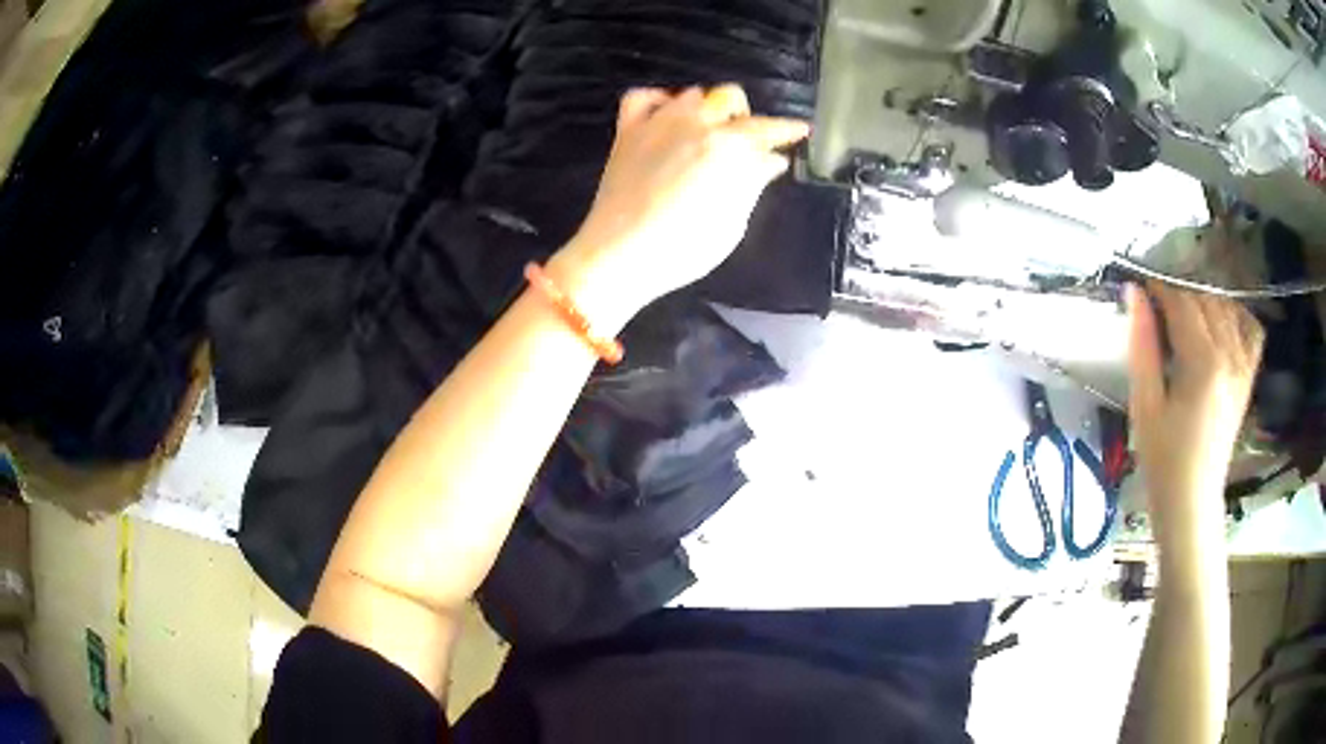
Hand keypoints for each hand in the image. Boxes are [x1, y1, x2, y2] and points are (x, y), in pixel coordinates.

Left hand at [548, 84, 810, 330]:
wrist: (621, 255)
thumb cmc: (685, 249)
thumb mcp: (732, 222)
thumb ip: (753, 183)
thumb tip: (771, 160)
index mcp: (728, 146)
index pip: (766, 129)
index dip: (787, 129)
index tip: (800, 130)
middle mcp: (696, 123)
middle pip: (729, 96)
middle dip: (744, 114)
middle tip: (745, 139)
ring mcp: (658, 122)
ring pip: (691, 94)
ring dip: (706, 108)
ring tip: (706, 132)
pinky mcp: (628, 131)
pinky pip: (642, 97)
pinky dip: (658, 100)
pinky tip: (665, 115)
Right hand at [1126, 282, 1263, 531]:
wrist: (1191, 501)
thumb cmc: (1163, 459)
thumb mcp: (1145, 405)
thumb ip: (1142, 345)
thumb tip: (1134, 292)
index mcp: (1203, 363)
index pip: (1181, 303)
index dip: (1159, 289)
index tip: (1141, 290)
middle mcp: (1229, 355)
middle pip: (1205, 300)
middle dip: (1179, 293)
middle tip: (1157, 306)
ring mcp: (1243, 366)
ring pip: (1226, 308)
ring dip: (1204, 301)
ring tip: (1184, 314)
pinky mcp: (1248, 378)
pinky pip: (1251, 331)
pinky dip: (1238, 316)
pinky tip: (1222, 319)